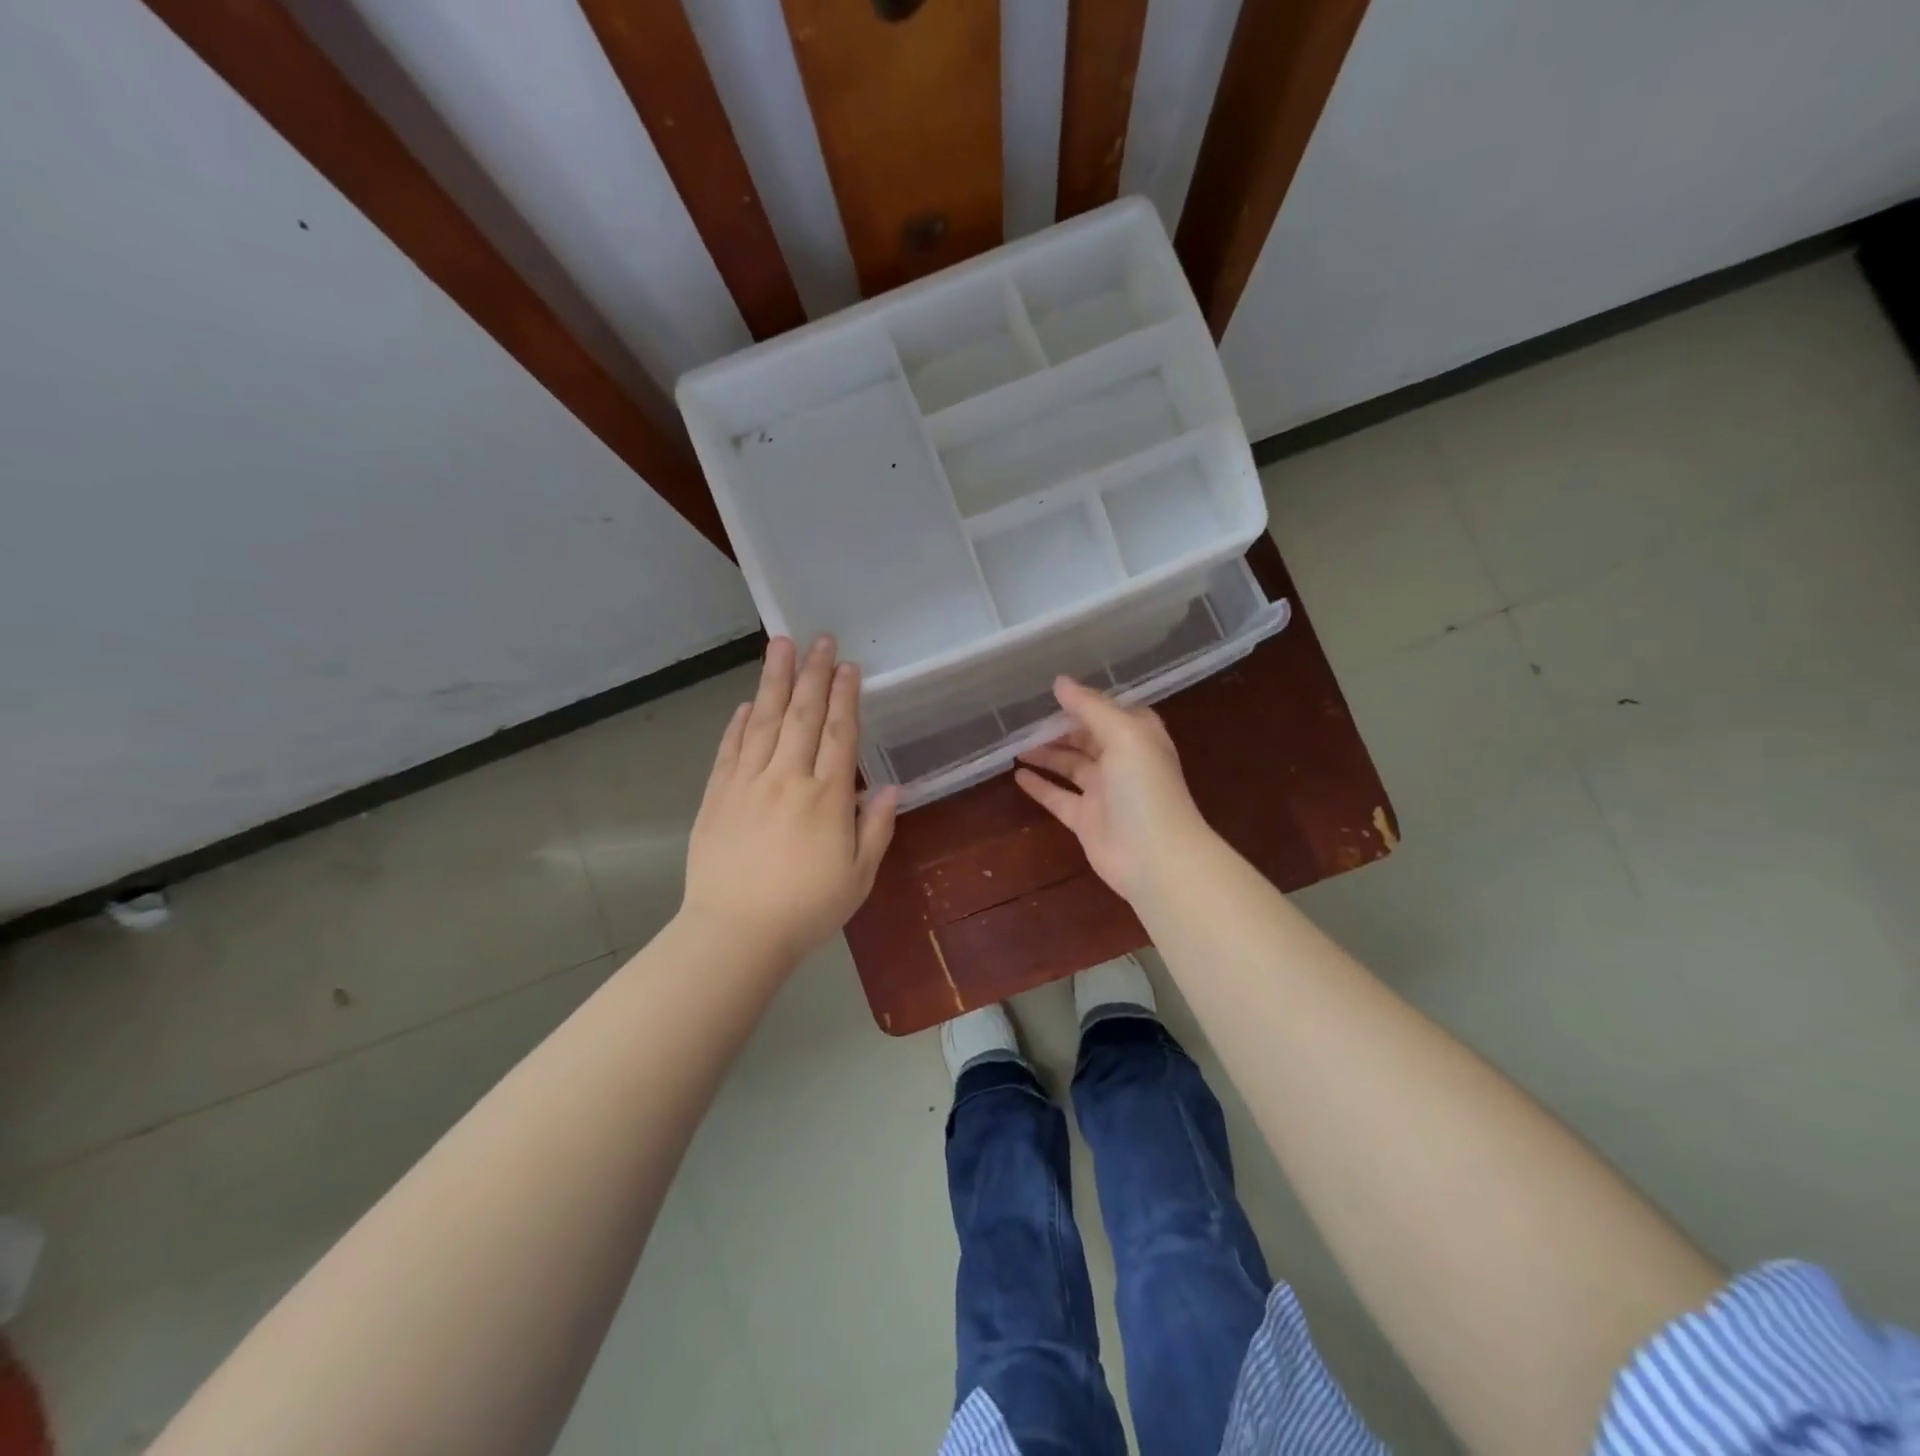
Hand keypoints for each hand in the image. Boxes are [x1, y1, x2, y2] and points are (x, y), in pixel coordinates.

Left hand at [682, 635, 897, 960]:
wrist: (735, 933)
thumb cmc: (806, 909)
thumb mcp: (858, 876)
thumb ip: (875, 827)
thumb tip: (890, 785)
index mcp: (826, 798)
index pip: (838, 733)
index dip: (844, 696)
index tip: (847, 665)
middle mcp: (787, 779)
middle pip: (802, 715)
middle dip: (812, 673)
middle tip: (819, 637)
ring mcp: (747, 784)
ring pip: (763, 721)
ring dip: (774, 681)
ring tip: (780, 645)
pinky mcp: (717, 796)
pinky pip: (730, 749)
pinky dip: (739, 723)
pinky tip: (747, 703)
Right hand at [1015, 677, 1212, 904]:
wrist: (1156, 857)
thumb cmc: (1145, 788)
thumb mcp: (1123, 734)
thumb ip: (1090, 707)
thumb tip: (1059, 682)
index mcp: (1137, 736)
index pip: (1109, 710)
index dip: (1084, 701)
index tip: (1052, 692)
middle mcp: (1121, 761)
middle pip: (1086, 737)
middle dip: (1059, 727)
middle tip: (1024, 719)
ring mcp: (1103, 792)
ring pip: (1070, 765)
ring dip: (1046, 754)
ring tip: (1015, 744)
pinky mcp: (1086, 820)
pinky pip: (1058, 797)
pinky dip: (1039, 785)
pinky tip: (1017, 774)